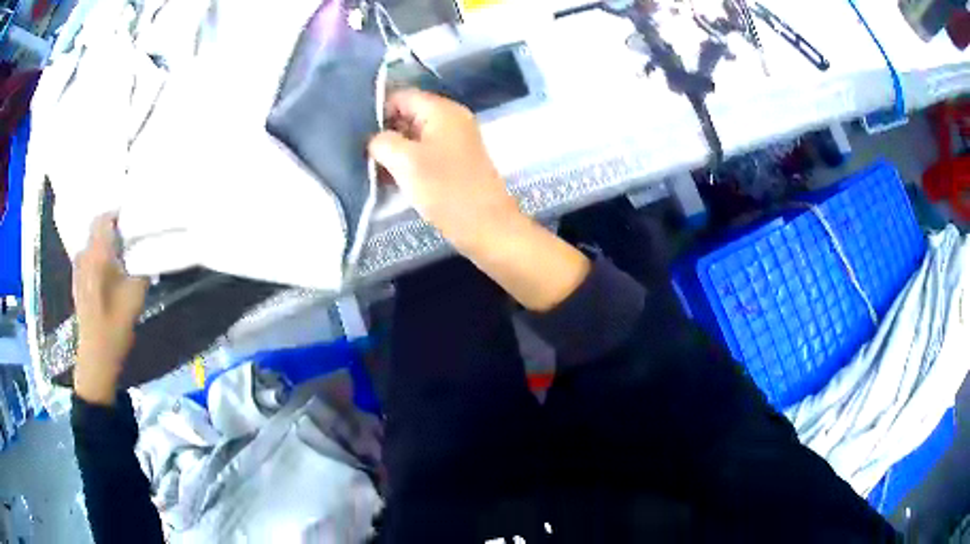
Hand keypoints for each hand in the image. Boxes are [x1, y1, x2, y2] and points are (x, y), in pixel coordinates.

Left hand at [72, 214, 148, 404]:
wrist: (96, 356)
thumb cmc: (116, 324)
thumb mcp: (136, 295)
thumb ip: (141, 267)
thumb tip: (148, 250)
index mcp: (97, 254)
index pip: (104, 218)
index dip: (117, 213)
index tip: (132, 215)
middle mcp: (84, 256)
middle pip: (95, 228)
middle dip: (110, 225)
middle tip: (127, 232)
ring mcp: (78, 270)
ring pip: (90, 243)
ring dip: (102, 241)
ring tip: (117, 250)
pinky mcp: (77, 283)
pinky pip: (86, 257)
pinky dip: (96, 255)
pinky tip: (105, 269)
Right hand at [368, 89, 519, 253]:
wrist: (486, 226)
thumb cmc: (445, 189)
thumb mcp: (405, 161)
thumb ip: (382, 142)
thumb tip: (374, 140)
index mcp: (442, 110)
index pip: (401, 96)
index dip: (376, 111)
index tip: (356, 134)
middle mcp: (451, 119)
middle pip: (407, 114)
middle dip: (384, 132)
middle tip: (361, 154)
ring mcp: (455, 141)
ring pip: (414, 136)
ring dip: (394, 151)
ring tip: (371, 168)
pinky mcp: (455, 161)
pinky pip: (425, 153)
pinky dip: (407, 162)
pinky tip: (389, 180)